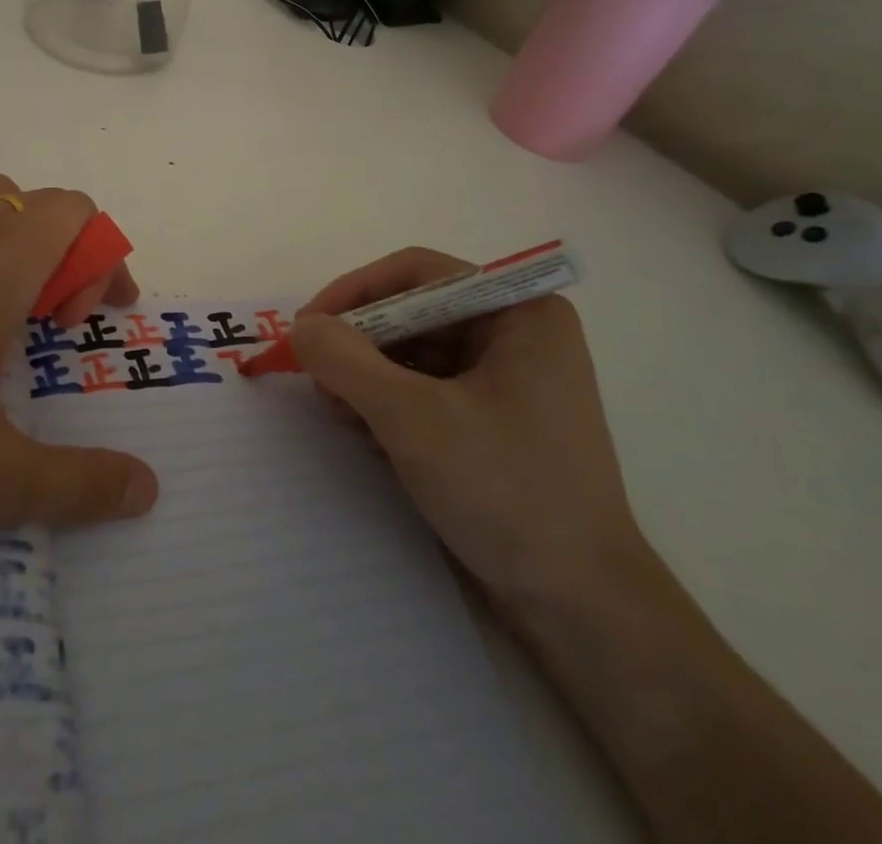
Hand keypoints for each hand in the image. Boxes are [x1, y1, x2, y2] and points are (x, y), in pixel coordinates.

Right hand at [291, 248, 647, 617]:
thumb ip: (347, 361)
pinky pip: (430, 388)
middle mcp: (519, 334)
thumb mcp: (412, 418)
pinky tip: (365, 430)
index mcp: (519, 312)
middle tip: (316, 374)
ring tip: (336, 408)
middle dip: (360, 341)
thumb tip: (301, 327)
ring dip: (369, 374)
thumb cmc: (505, 491)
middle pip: (415, 312)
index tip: (308, 326)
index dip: (355, 292)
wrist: (580, 608)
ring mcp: (511, 379)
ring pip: (418, 352)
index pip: (418, 274)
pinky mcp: (498, 420)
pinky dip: (391, 401)